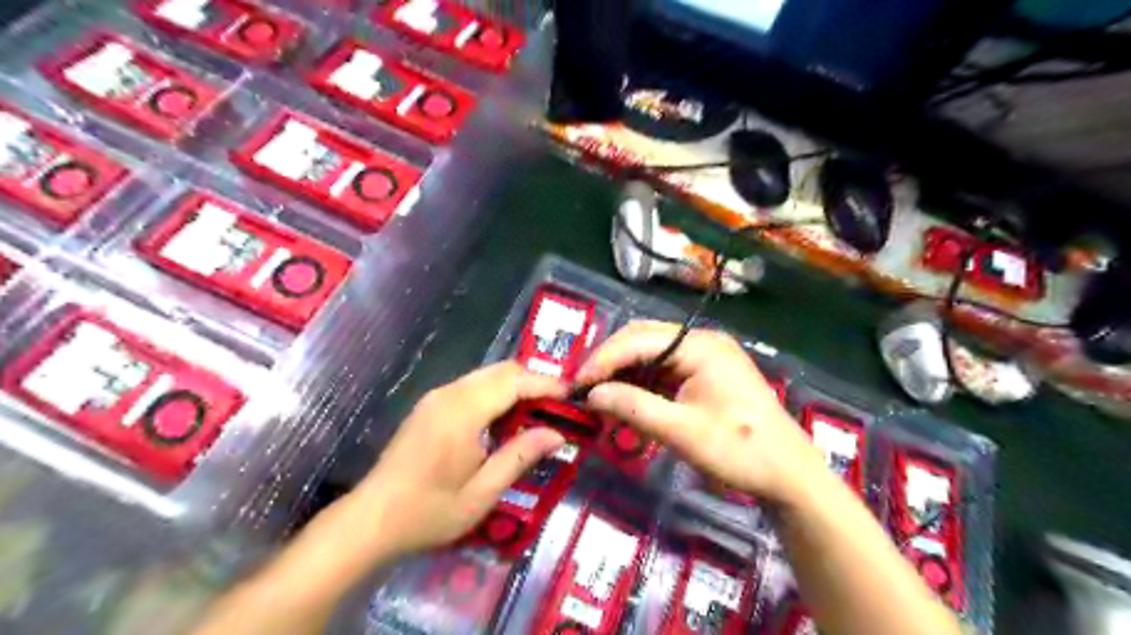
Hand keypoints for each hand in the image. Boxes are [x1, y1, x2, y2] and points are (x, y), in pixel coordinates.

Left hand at [352, 361, 569, 560]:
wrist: (370, 520)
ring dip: (515, 387)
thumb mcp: (482, 493)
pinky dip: (496, 395)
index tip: (573, 395)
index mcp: (462, 412)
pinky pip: (472, 387)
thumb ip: (519, 457)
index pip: (513, 382)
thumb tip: (557, 434)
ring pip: (486, 376)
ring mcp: (436, 397)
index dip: (546, 384)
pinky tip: (504, 421)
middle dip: (533, 382)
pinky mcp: (430, 406)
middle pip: (501, 371)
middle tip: (558, 406)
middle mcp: (449, 394)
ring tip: (537, 415)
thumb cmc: (428, 512)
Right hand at [574, 321, 822, 506]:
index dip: (603, 359)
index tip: (576, 384)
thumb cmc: (739, 450)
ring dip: (623, 373)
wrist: (789, 475)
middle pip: (643, 340)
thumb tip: (591, 395)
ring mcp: (703, 357)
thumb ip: (633, 407)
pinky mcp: (703, 375)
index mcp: (700, 345)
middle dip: (610, 361)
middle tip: (581, 387)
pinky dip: (640, 384)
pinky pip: (663, 371)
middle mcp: (700, 342)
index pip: (639, 340)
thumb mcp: (681, 431)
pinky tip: (623, 400)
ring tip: (597, 395)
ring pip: (650, 355)